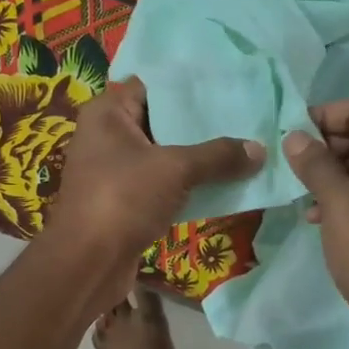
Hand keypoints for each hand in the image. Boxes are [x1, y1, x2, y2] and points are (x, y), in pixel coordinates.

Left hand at [48, 77, 263, 310]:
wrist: (88, 263)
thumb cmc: (123, 198)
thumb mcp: (175, 169)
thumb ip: (218, 156)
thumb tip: (260, 150)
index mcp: (107, 113)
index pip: (152, 85)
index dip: (189, 85)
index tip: (228, 85)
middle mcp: (106, 135)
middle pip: (160, 120)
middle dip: (200, 123)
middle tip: (244, 117)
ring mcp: (114, 170)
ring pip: (163, 155)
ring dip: (197, 157)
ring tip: (242, 147)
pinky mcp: (124, 201)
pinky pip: (161, 183)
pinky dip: (187, 184)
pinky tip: (223, 182)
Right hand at [283, 98, 348, 348]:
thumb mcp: (340, 204)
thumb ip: (316, 164)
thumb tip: (295, 136)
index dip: (325, 115)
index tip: (290, 134)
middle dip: (325, 145)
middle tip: (289, 164)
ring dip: (329, 173)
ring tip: (298, 190)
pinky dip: (340, 197)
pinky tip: (314, 215)